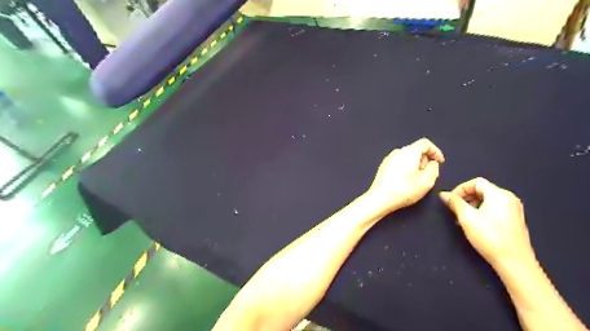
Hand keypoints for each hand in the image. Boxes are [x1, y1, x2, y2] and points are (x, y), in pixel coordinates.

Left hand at [367, 137, 444, 212]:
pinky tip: (406, 181)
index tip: (440, 162)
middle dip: (425, 159)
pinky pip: (398, 163)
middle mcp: (398, 151)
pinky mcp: (383, 167)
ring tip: (417, 179)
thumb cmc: (405, 189)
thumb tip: (432, 163)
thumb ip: (434, 169)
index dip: (436, 151)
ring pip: (407, 157)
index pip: (425, 143)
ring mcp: (388, 159)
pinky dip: (406, 168)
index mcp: (409, 151)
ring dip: (415, 164)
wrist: (380, 198)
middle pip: (416, 150)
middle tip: (429, 173)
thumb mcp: (427, 181)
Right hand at [440, 179, 537, 267]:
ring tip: (462, 219)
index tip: (450, 201)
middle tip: (454, 210)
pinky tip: (475, 224)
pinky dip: (481, 211)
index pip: (475, 182)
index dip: (460, 189)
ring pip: (487, 199)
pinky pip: (493, 208)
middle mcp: (509, 198)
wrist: (514, 262)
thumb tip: (443, 194)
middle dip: (465, 198)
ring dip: (471, 205)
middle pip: (481, 190)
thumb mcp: (466, 217)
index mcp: (499, 194)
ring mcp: (513, 209)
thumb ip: (454, 202)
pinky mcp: (514, 219)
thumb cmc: (489, 237)